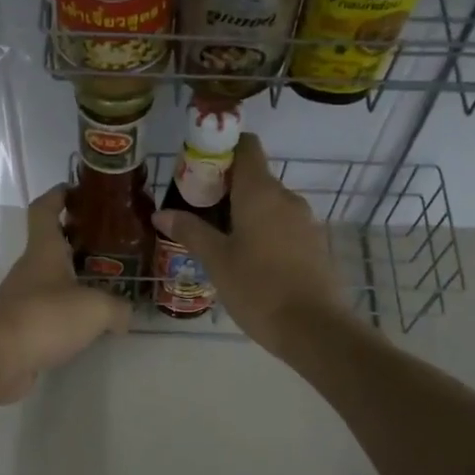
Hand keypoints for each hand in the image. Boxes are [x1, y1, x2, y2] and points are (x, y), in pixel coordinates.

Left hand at [0, 184, 131, 403]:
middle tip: (112, 245)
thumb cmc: (45, 317)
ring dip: (75, 280)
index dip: (59, 195)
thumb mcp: (95, 308)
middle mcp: (30, 270)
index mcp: (44, 250)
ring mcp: (22, 299)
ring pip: (52, 280)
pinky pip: (49, 312)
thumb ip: (117, 308)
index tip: (77, 189)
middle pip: (52, 245)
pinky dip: (68, 313)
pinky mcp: (21, 328)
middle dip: (78, 241)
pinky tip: (90, 325)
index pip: (45, 210)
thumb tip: (126, 316)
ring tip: (108, 287)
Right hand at [151, 134, 350, 357]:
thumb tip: (161, 213)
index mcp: (261, 192)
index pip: (246, 147)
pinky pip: (283, 226)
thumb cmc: (258, 288)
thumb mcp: (216, 260)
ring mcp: (305, 221)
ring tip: (219, 240)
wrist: (313, 328)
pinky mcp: (314, 245)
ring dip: (244, 213)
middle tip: (197, 211)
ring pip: (269, 205)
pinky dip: (264, 232)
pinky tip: (248, 260)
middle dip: (226, 188)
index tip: (198, 169)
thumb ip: (190, 231)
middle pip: (255, 177)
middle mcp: (287, 198)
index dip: (222, 149)